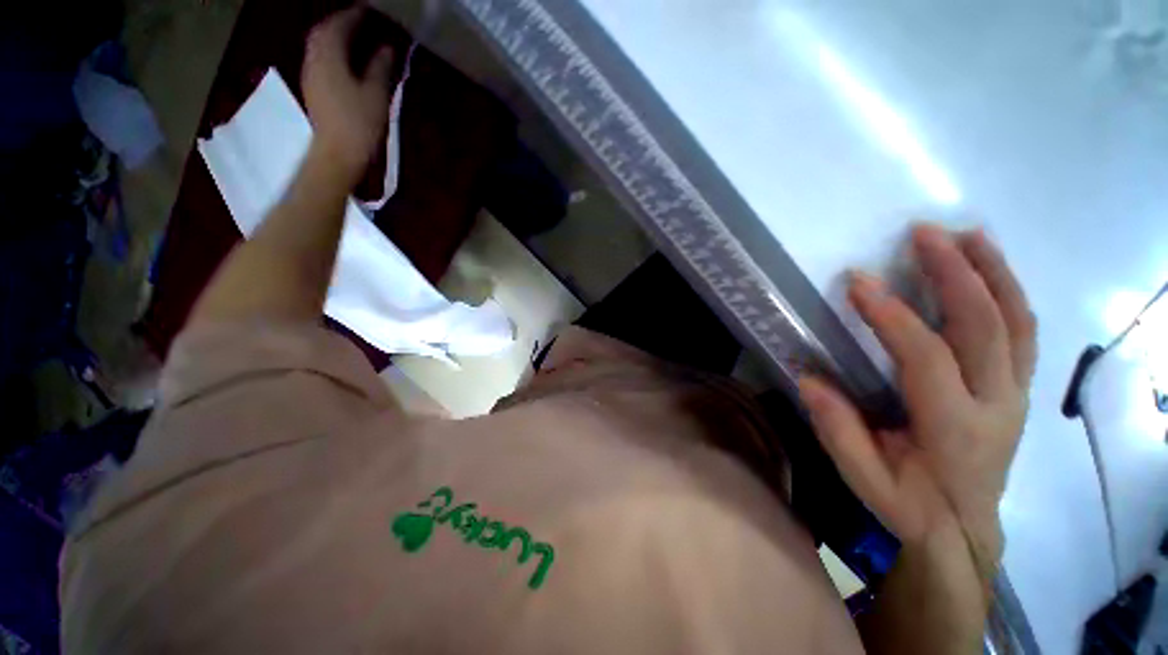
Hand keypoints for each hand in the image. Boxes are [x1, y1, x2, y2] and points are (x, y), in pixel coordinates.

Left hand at [302, 6, 393, 181]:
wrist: (337, 154)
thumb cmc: (359, 124)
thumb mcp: (375, 95)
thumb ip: (380, 68)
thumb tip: (387, 49)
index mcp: (329, 56)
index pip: (338, 25)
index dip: (353, 15)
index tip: (368, 11)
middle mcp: (314, 59)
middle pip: (323, 32)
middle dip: (340, 23)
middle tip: (359, 21)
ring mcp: (310, 75)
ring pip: (319, 45)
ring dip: (334, 37)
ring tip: (353, 37)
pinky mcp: (313, 89)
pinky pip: (320, 59)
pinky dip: (331, 52)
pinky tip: (344, 59)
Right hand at [799, 225, 1036, 564]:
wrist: (963, 530)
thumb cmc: (909, 505)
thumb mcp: (864, 479)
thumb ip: (838, 431)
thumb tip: (808, 379)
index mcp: (954, 430)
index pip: (926, 359)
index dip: (892, 317)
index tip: (858, 282)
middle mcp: (997, 406)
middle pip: (986, 328)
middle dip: (955, 274)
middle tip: (924, 234)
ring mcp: (1016, 395)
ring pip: (1017, 323)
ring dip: (994, 273)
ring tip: (968, 234)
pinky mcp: (1019, 390)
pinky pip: (1024, 333)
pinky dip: (1010, 293)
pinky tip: (990, 268)